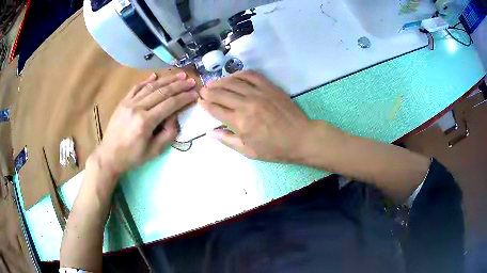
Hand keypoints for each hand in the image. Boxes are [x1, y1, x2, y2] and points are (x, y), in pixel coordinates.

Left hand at [91, 72, 198, 176]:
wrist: (109, 155)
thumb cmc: (132, 157)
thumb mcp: (154, 152)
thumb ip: (168, 134)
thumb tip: (174, 117)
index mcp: (145, 122)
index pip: (170, 104)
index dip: (184, 98)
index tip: (195, 93)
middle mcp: (137, 108)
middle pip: (162, 92)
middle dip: (179, 85)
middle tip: (191, 81)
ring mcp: (129, 103)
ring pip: (151, 87)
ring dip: (166, 80)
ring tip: (179, 75)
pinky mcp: (123, 102)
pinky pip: (136, 88)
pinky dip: (147, 81)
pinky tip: (155, 75)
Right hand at [199, 71, 311, 162]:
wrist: (301, 138)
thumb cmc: (275, 149)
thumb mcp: (249, 151)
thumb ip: (227, 140)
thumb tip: (210, 132)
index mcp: (240, 122)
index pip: (216, 109)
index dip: (205, 105)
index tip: (199, 101)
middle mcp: (246, 104)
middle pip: (221, 93)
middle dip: (209, 91)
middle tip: (202, 90)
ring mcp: (258, 93)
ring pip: (233, 82)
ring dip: (220, 81)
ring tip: (213, 83)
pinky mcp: (269, 87)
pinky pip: (251, 75)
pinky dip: (239, 74)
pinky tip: (233, 77)